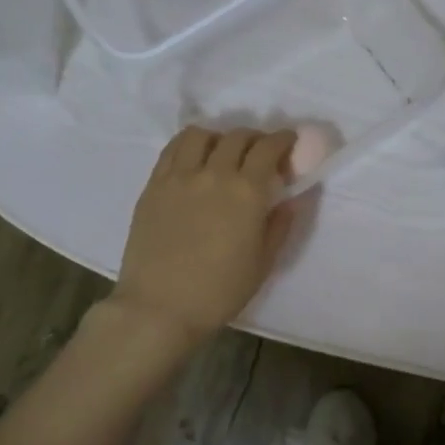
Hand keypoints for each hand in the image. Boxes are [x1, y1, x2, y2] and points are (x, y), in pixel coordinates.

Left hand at [110, 126, 299, 347]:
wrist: (160, 308)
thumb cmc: (219, 291)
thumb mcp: (263, 262)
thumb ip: (280, 225)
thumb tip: (291, 199)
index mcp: (246, 192)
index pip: (268, 148)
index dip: (283, 139)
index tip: (289, 141)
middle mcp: (213, 173)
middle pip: (237, 137)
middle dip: (255, 138)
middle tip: (260, 152)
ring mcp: (179, 177)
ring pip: (200, 135)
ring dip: (219, 137)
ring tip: (222, 151)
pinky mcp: (153, 186)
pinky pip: (172, 150)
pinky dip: (189, 145)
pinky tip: (193, 159)